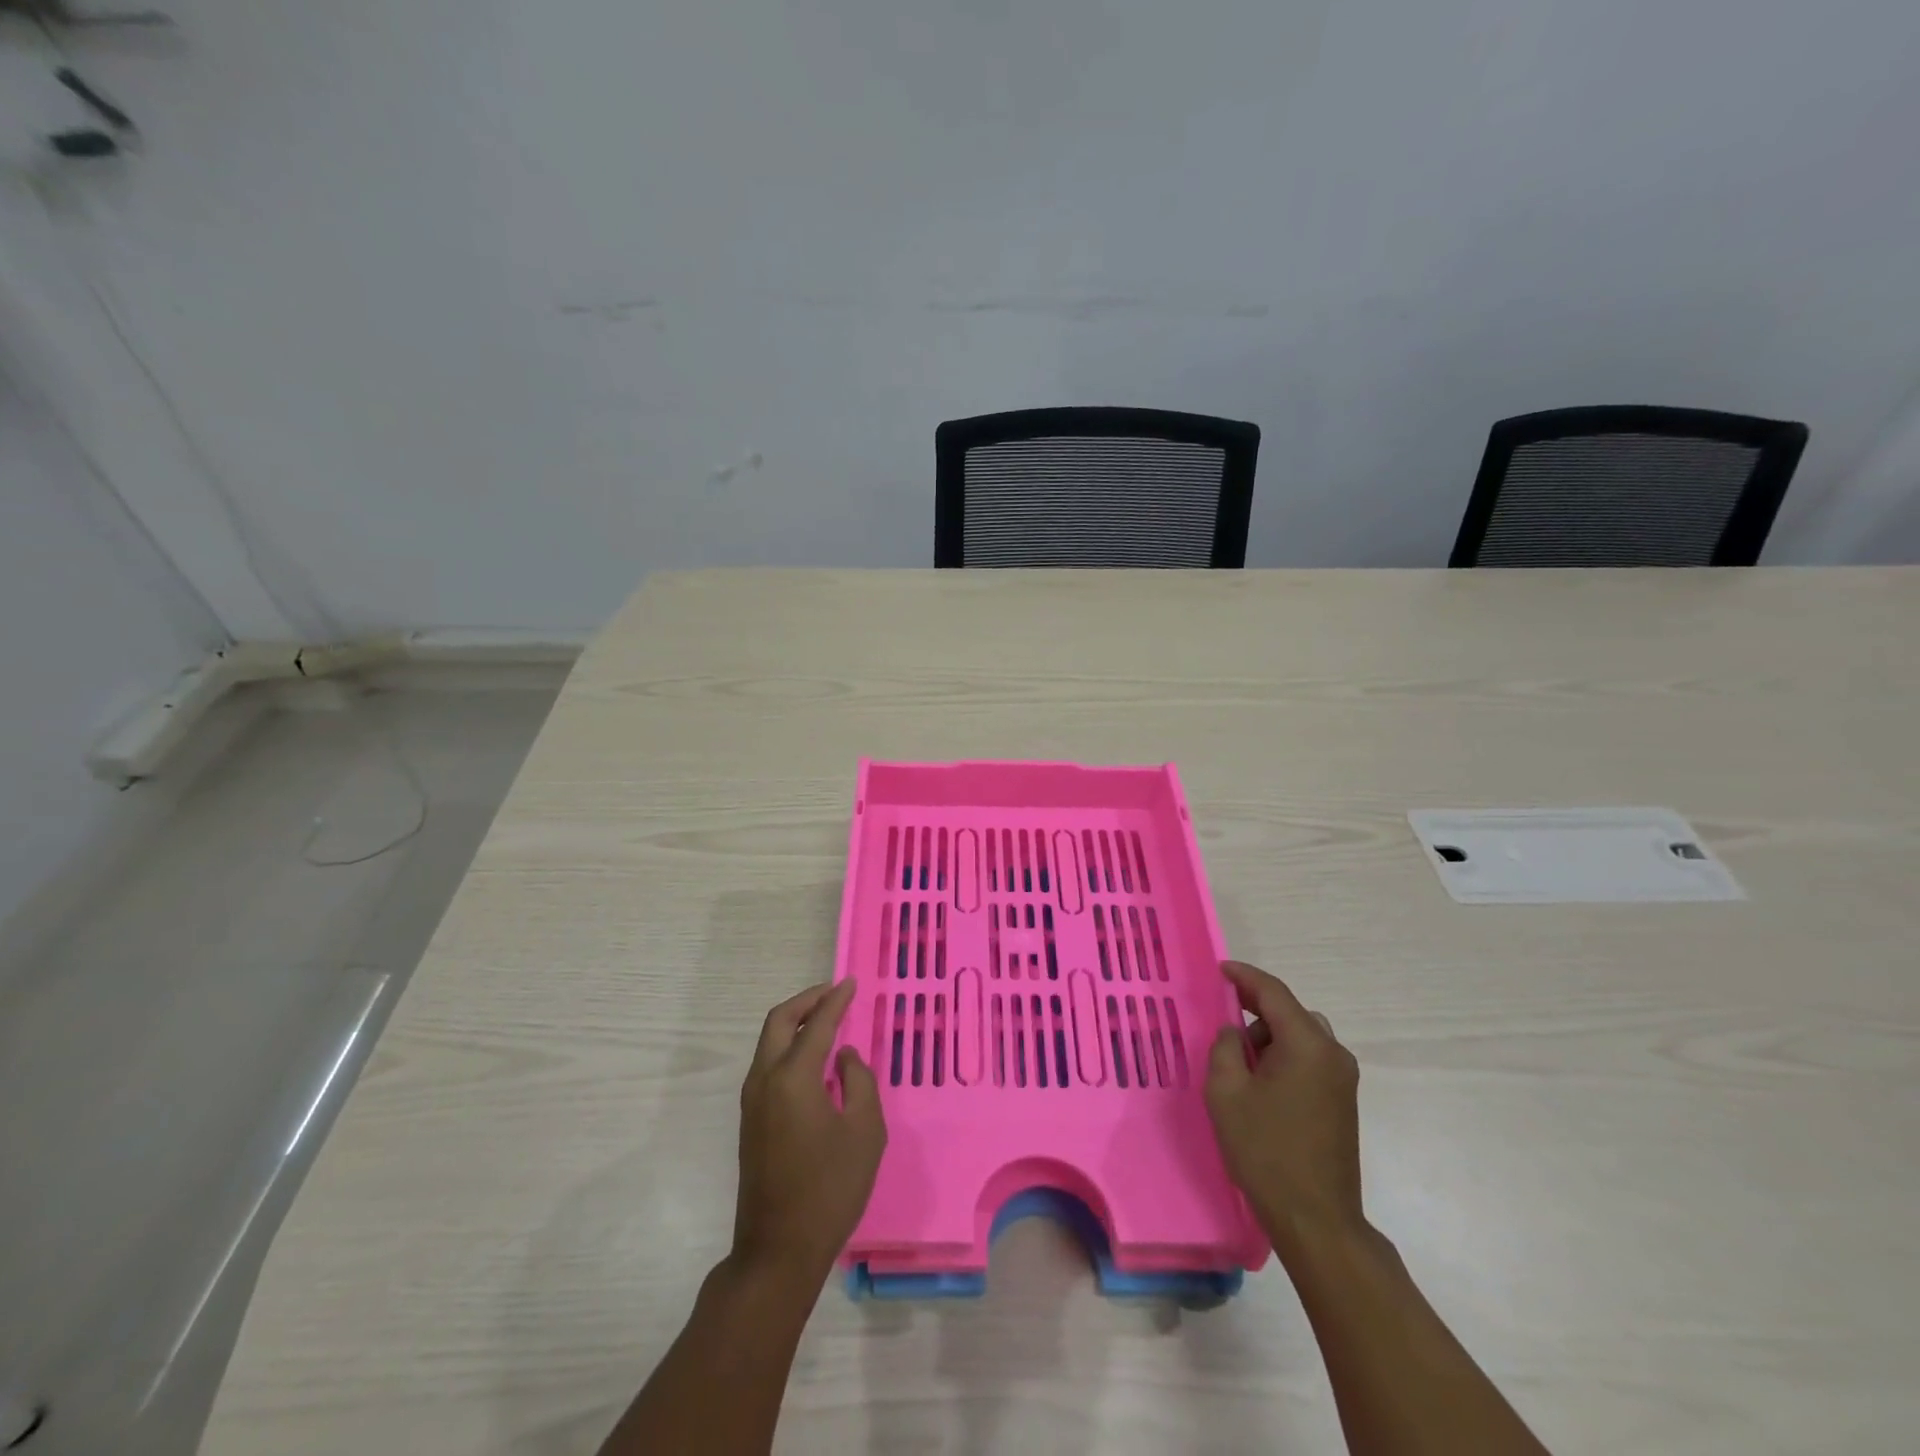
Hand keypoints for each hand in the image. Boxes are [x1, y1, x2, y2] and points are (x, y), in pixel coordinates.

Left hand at [731, 980, 885, 1286]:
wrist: (778, 1250)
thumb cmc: (830, 1188)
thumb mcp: (865, 1132)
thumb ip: (859, 1081)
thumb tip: (843, 1057)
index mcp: (793, 1077)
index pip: (817, 1025)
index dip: (836, 1000)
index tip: (851, 984)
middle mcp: (765, 1080)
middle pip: (778, 1022)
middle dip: (806, 1001)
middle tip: (833, 994)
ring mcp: (752, 1101)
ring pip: (768, 1042)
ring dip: (794, 1022)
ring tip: (825, 1019)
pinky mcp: (751, 1120)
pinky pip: (767, 1064)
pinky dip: (788, 1046)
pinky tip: (812, 1058)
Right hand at [1205, 961, 1365, 1260]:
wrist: (1317, 1220)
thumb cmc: (1266, 1151)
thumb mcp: (1226, 1092)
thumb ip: (1225, 1048)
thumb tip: (1234, 1032)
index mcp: (1307, 1044)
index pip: (1273, 992)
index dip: (1244, 976)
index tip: (1220, 969)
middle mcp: (1333, 1053)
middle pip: (1290, 1012)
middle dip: (1255, 1010)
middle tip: (1223, 1023)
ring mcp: (1342, 1079)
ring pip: (1301, 1035)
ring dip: (1270, 1037)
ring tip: (1240, 1064)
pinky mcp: (1343, 1101)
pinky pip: (1310, 1058)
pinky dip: (1284, 1056)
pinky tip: (1261, 1083)